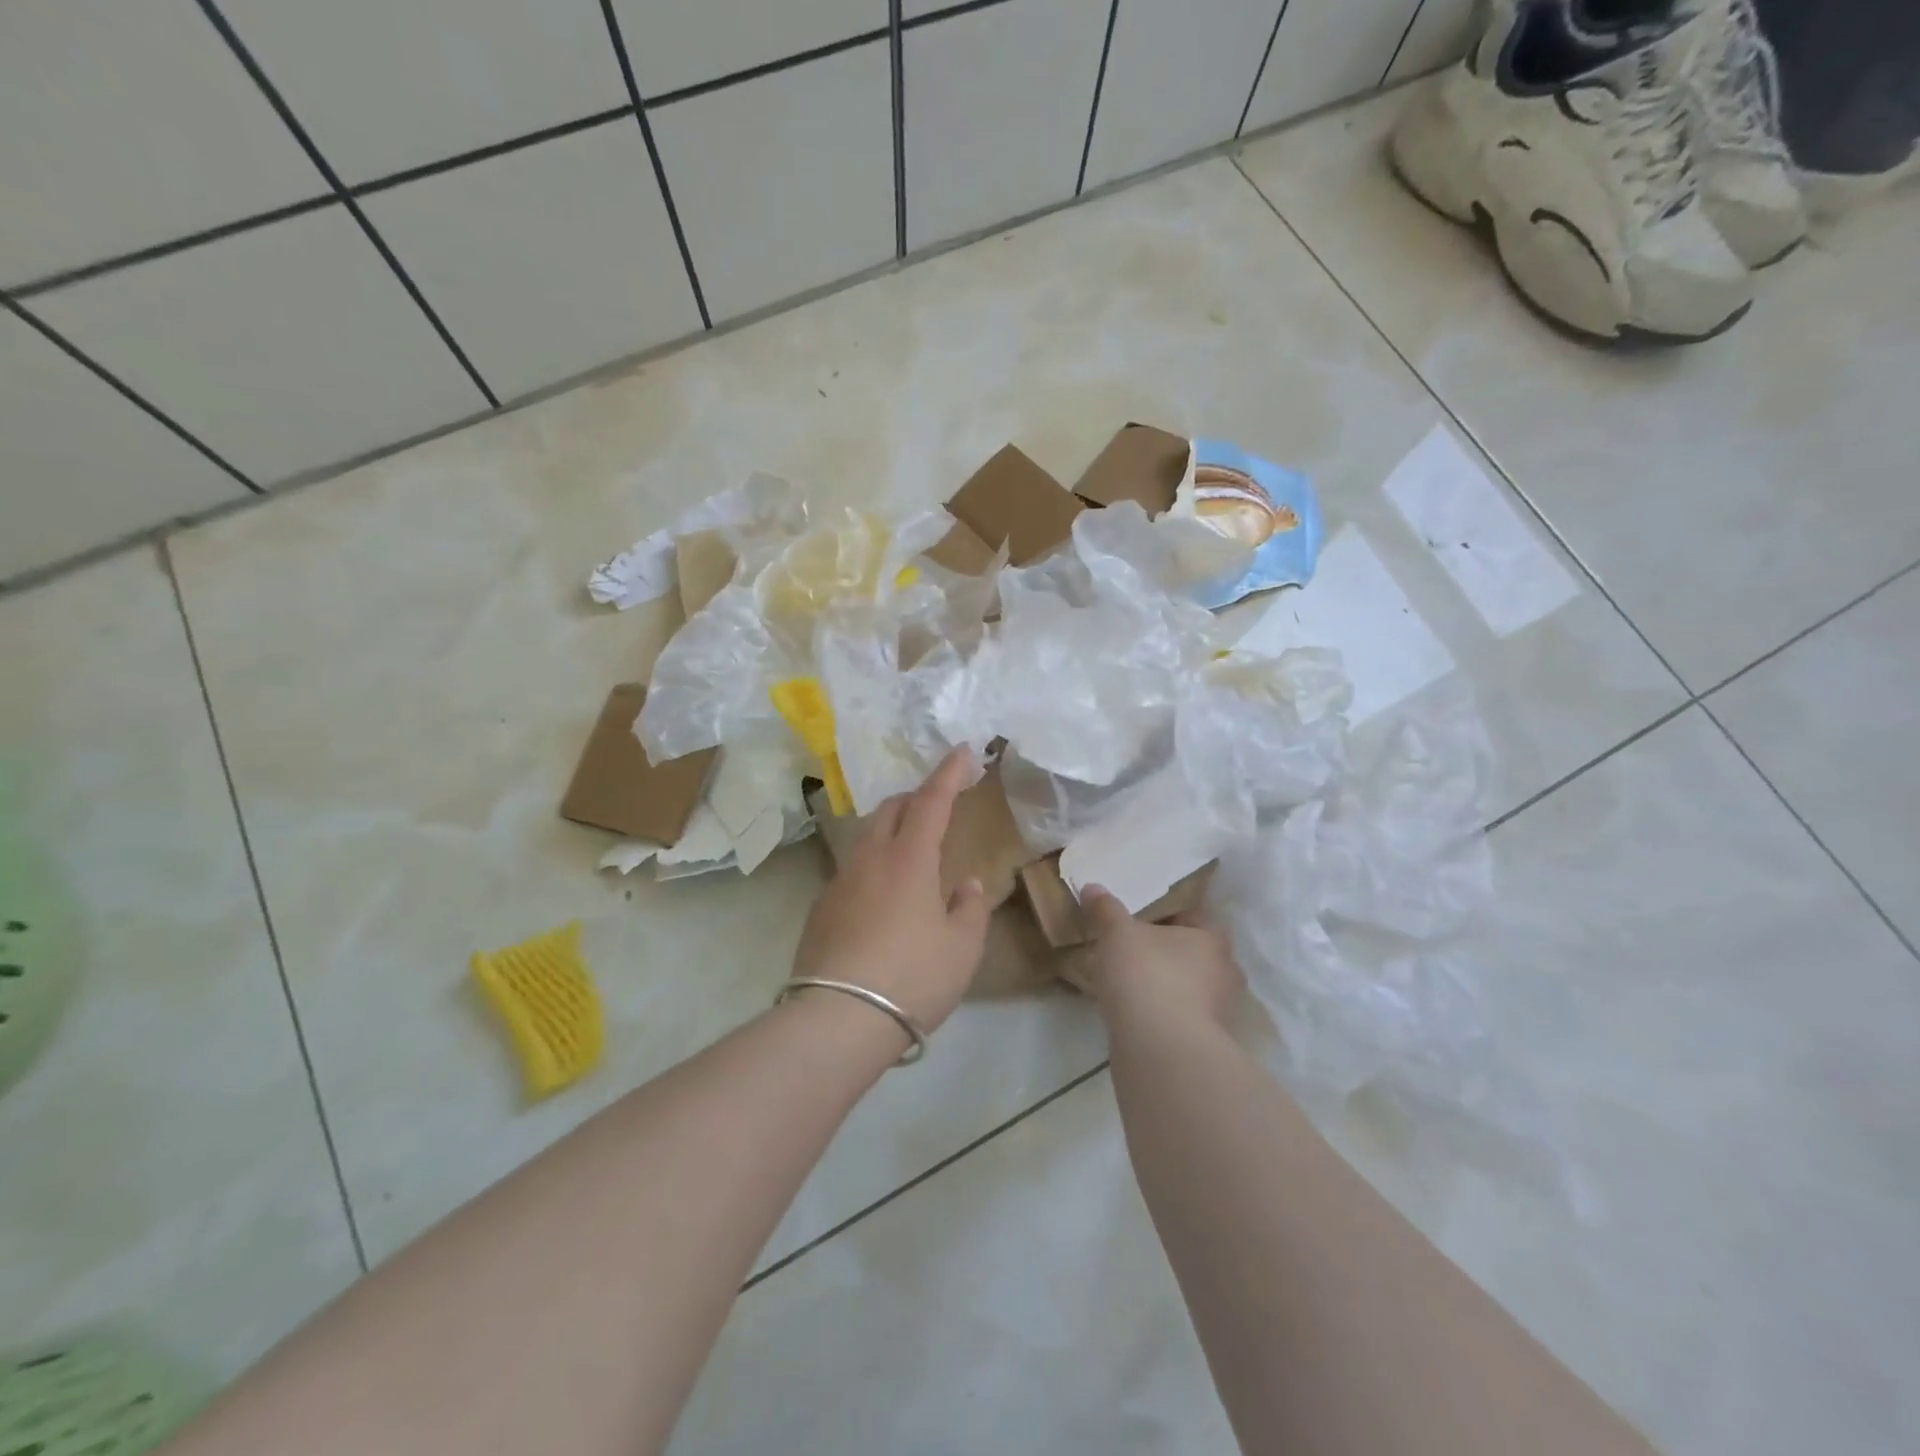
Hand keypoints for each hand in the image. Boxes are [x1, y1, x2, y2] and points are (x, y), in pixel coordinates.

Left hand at [790, 749, 989, 1034]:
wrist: (838, 1020)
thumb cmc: (912, 978)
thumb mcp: (961, 948)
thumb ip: (970, 909)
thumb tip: (965, 885)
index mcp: (909, 859)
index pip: (932, 801)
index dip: (949, 773)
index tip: (962, 752)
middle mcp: (870, 859)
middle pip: (891, 809)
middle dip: (916, 797)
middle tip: (938, 804)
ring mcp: (839, 882)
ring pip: (867, 837)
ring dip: (891, 829)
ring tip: (911, 848)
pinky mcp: (820, 908)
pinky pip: (852, 870)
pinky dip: (873, 864)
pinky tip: (883, 895)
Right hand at [1079, 886, 1243, 1036]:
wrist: (1161, 1052)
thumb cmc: (1146, 977)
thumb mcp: (1117, 933)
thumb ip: (1106, 909)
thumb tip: (1093, 887)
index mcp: (1213, 939)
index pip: (1194, 916)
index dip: (1166, 915)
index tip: (1138, 919)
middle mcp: (1225, 974)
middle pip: (1193, 954)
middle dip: (1166, 953)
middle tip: (1131, 950)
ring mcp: (1219, 1014)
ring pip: (1189, 989)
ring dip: (1165, 987)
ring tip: (1127, 985)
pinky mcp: (1205, 1046)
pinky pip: (1180, 1019)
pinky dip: (1161, 1016)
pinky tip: (1134, 1016)